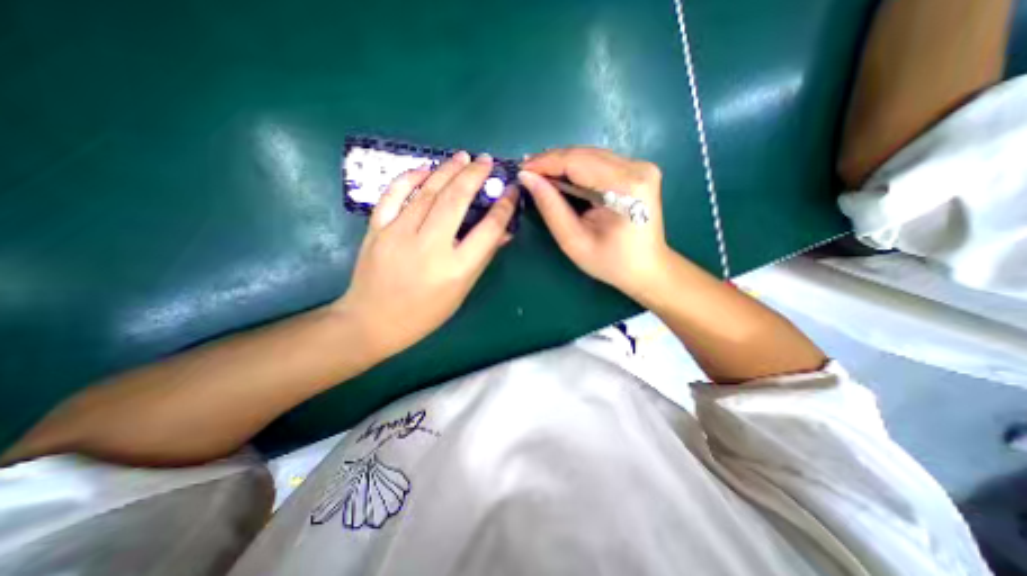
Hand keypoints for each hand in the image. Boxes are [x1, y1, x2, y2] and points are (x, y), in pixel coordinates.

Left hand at [337, 151, 518, 354]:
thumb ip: (482, 258)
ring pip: (427, 192)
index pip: (488, 229)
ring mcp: (399, 235)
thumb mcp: (461, 290)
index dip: (504, 206)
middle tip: (486, 161)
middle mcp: (430, 247)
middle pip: (456, 200)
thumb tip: (503, 232)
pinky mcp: (377, 230)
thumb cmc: (425, 313)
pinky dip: (409, 178)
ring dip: (448, 170)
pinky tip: (424, 169)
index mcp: (456, 268)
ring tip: (463, 157)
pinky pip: (393, 195)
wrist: (372, 321)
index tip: (511, 191)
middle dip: (475, 175)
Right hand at [523, 147, 674, 300]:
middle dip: (552, 162)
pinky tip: (562, 177)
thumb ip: (550, 207)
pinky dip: (577, 168)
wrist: (646, 268)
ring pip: (590, 155)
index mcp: (625, 186)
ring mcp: (640, 166)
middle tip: (527, 173)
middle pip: (584, 154)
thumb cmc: (610, 262)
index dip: (545, 163)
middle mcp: (637, 168)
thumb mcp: (574, 240)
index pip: (577, 162)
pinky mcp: (638, 170)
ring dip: (563, 164)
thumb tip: (527, 178)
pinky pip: (599, 162)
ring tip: (540, 175)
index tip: (521, 169)